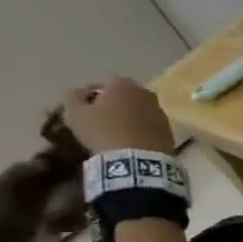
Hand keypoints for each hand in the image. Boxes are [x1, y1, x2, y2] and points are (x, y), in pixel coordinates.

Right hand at [61, 78, 176, 155]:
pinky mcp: (168, 128)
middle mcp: (147, 93)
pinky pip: (149, 123)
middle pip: (124, 94)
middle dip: (111, 103)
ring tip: (113, 130)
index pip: (104, 83)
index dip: (91, 94)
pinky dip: (140, 127)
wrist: (136, 158)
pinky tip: (129, 139)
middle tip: (97, 118)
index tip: (82, 107)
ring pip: (138, 109)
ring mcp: (160, 111)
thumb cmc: (101, 131)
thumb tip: (79, 91)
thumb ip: (73, 96)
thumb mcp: (75, 113)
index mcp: (124, 84)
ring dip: (127, 115)